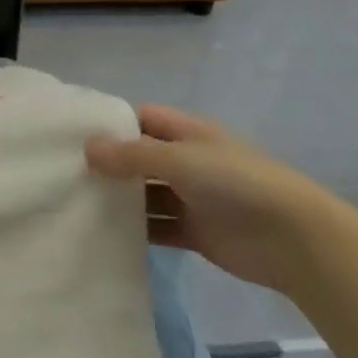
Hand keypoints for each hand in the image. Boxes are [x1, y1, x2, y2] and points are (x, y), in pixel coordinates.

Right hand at [86, 105, 334, 292]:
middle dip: (109, 164)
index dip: (111, 124)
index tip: (72, 134)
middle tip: (64, 173)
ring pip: (145, 194)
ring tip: (75, 204)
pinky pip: (157, 227)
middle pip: (140, 157)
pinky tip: (103, 235)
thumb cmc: (235, 182)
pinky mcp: (194, 232)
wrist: (293, 239)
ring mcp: (191, 197)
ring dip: (119, 199)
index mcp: (187, 132)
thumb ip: (131, 155)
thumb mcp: (179, 159)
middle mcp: (187, 161)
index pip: (141, 118)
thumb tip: (86, 147)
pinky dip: (135, 231)